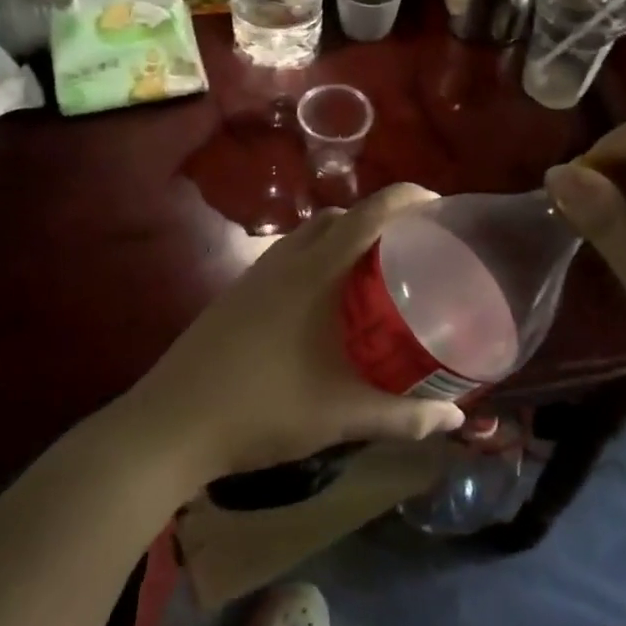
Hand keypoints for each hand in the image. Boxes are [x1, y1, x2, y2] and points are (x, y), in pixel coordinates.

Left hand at [129, 184, 464, 480]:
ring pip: (307, 238)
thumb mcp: (341, 416)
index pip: (368, 216)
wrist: (170, 426)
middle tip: (411, 248)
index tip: (438, 207)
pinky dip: (315, 262)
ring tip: (371, 273)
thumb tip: (455, 421)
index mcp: (314, 274)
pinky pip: (286, 260)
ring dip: (342, 240)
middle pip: (338, 219)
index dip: (406, 200)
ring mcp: (254, 278)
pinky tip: (324, 306)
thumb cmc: (262, 410)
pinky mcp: (235, 297)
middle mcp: (284, 263)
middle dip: (377, 220)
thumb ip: (403, 417)